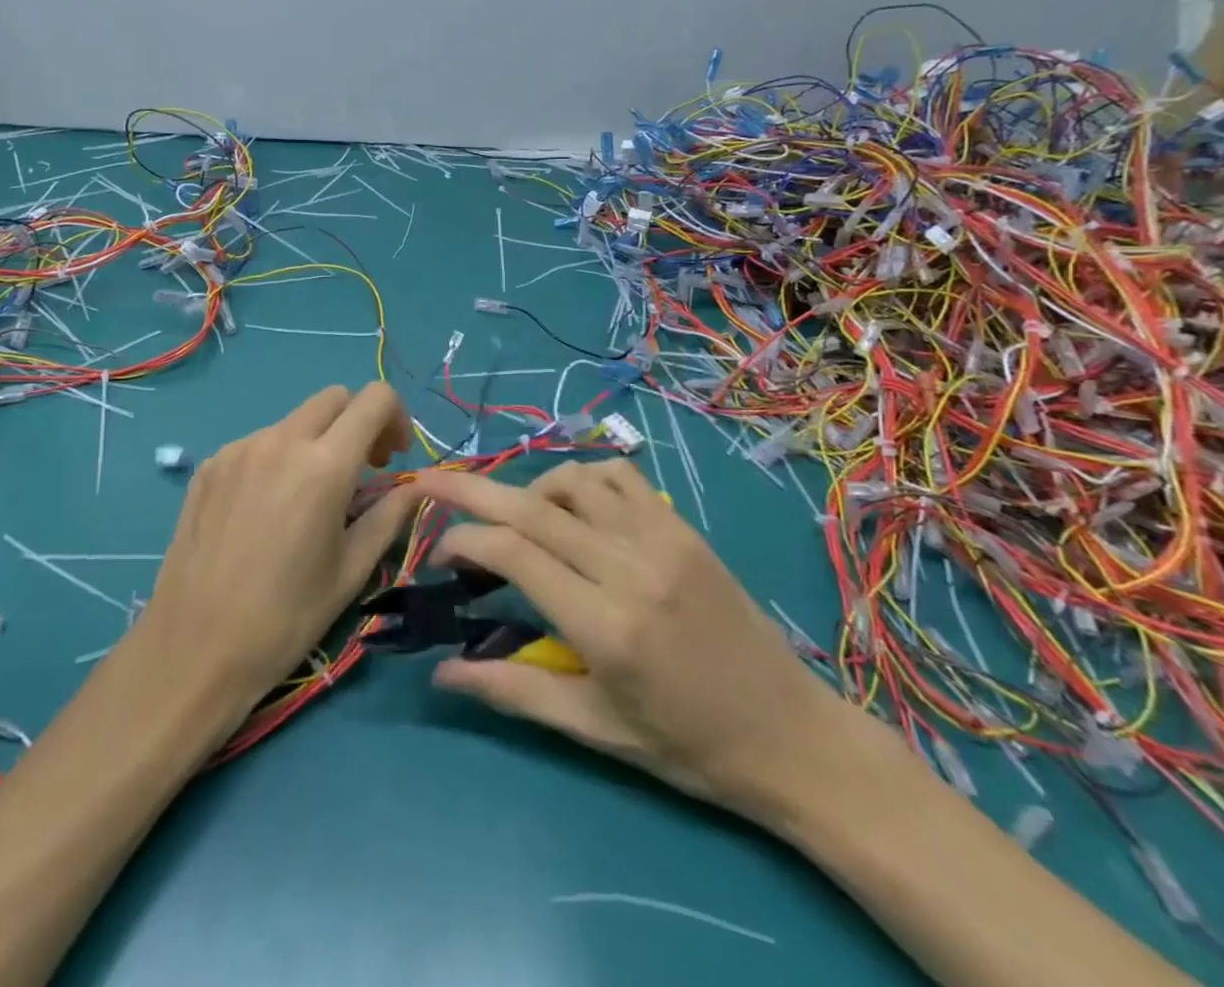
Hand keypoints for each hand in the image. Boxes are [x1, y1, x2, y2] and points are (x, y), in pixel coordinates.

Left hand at [134, 382, 415, 710]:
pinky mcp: (209, 465)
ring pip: (294, 421)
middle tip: (360, 472)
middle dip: (357, 423)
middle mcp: (280, 440)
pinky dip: (278, 459)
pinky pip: (258, 443)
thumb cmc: (285, 617)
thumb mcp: (352, 570)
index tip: (392, 460)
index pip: (374, 398)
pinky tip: (266, 510)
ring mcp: (238, 449)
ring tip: (308, 498)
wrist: (193, 648)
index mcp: (324, 465)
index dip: (395, 417)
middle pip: (334, 398)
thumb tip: (414, 487)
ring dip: (316, 442)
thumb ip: (389, 515)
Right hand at [385, 459, 849, 822]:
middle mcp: (630, 567)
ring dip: (529, 487)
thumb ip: (513, 691)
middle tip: (431, 479)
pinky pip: (620, 476)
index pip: (515, 554)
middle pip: (533, 507)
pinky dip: (582, 478)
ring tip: (512, 515)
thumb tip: (441, 672)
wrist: (792, 735)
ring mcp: (661, 538)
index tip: (440, 551)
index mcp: (606, 626)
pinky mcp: (682, 527)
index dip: (465, 541)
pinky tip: (571, 505)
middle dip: (472, 489)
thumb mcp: (595, 729)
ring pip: (574, 482)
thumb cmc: (688, 746)